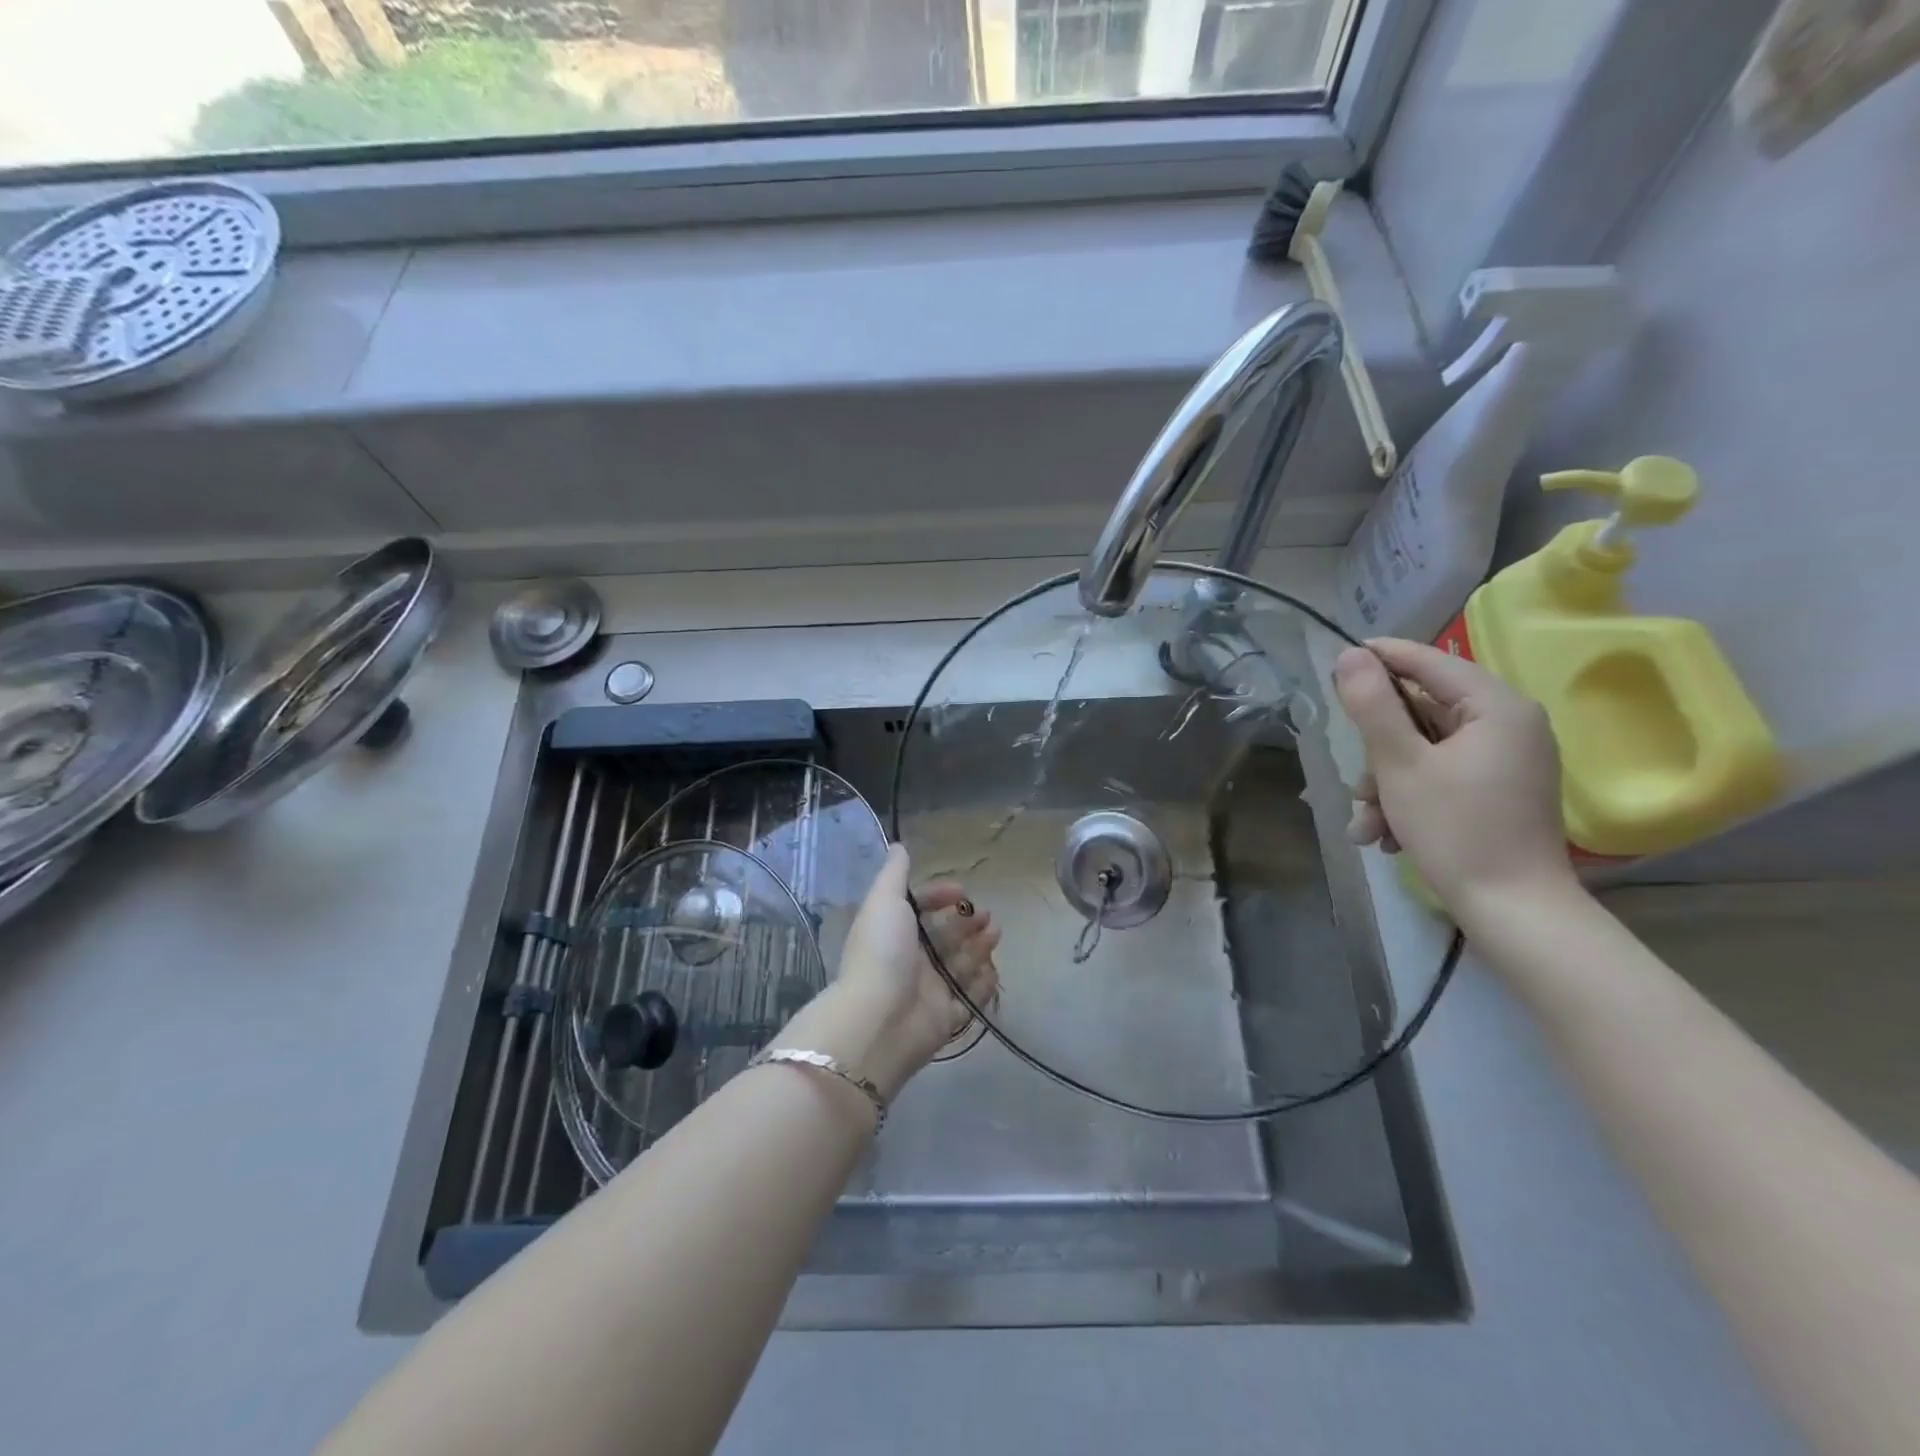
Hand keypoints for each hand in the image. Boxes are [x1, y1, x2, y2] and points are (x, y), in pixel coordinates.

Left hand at [771, 845, 999, 1103]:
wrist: (880, 1019)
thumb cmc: (882, 952)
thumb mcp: (884, 901)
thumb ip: (894, 874)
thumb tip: (898, 845)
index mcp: (892, 932)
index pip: (919, 908)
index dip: (940, 896)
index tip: (962, 891)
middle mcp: (909, 960)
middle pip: (943, 936)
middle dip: (966, 922)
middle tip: (988, 915)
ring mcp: (928, 991)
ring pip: (959, 964)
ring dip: (979, 946)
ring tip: (996, 932)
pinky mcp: (946, 1018)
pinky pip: (970, 998)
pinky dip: (983, 983)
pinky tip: (994, 968)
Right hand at [1333, 638, 1574, 917]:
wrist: (1514, 910)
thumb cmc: (1456, 829)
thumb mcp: (1399, 764)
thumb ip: (1372, 705)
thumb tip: (1349, 655)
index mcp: (1497, 708)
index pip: (1430, 662)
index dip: (1382, 657)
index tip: (1338, 659)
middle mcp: (1510, 725)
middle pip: (1424, 713)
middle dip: (1378, 752)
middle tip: (1355, 782)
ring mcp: (1508, 760)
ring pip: (1426, 751)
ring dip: (1387, 784)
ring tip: (1367, 825)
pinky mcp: (1501, 790)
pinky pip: (1443, 776)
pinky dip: (1410, 798)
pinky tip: (1387, 836)